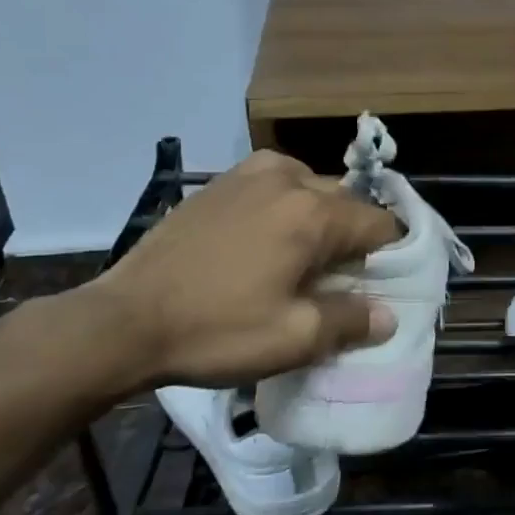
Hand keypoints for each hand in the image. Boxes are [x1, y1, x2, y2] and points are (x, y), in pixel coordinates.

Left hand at [85, 150, 401, 387]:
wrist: (123, 320)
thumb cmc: (216, 329)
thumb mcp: (294, 338)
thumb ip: (351, 321)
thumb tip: (387, 315)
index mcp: (314, 213)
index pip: (380, 223)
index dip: (391, 254)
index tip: (383, 283)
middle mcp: (289, 180)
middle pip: (347, 202)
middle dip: (354, 236)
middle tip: (341, 278)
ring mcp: (250, 175)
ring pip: (311, 188)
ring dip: (320, 217)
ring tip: (304, 256)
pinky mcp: (219, 183)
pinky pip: (274, 182)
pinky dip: (285, 203)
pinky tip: (268, 235)